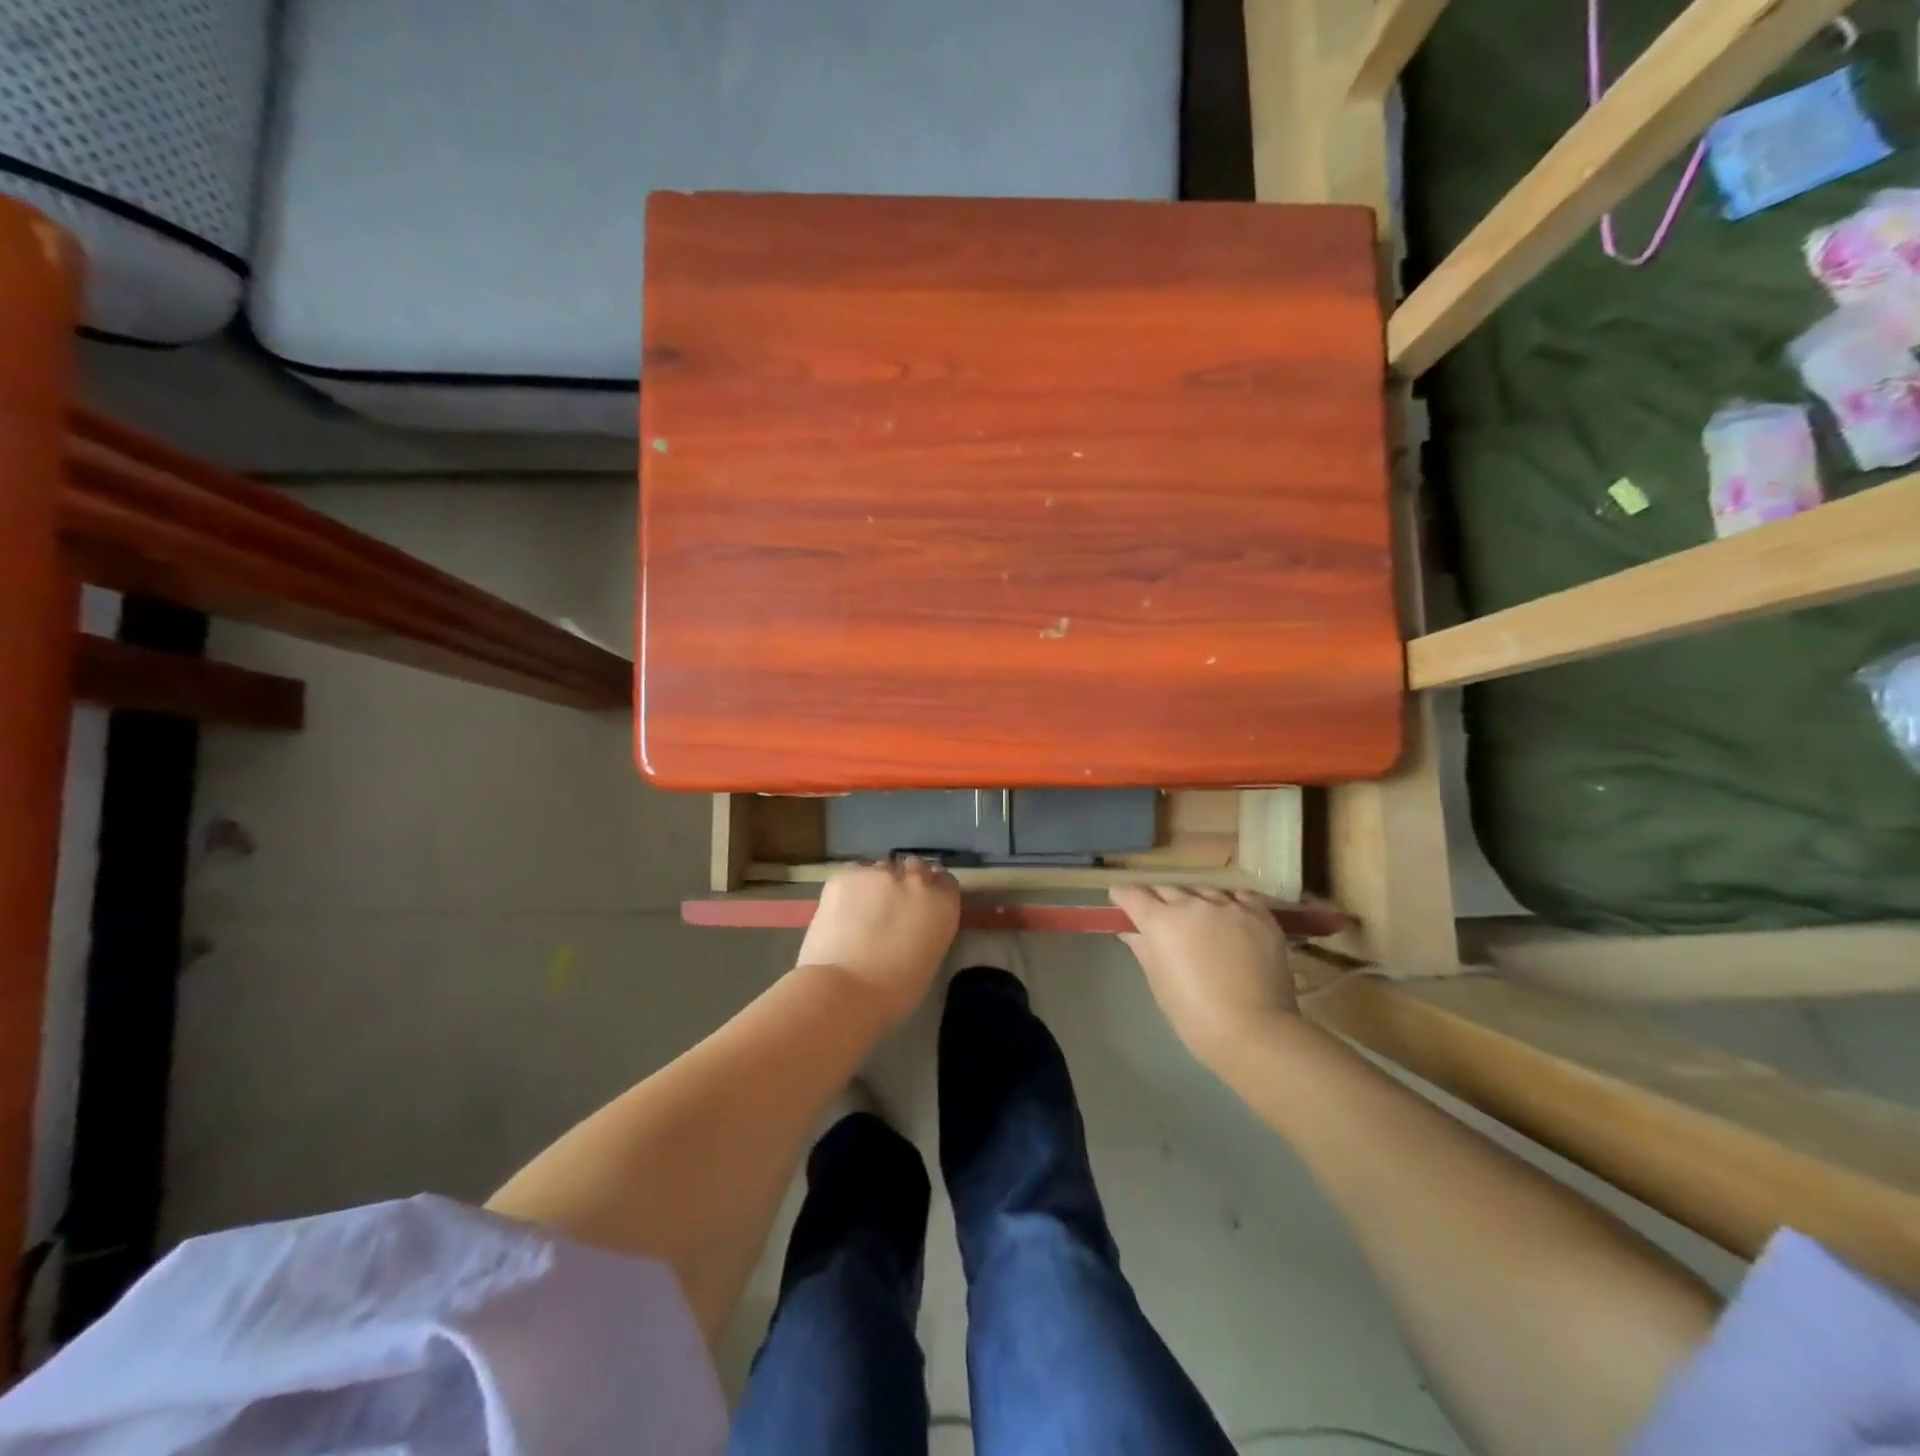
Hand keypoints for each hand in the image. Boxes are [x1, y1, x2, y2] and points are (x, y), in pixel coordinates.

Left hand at [798, 858, 959, 1025]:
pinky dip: (849, 890)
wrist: (845, 990)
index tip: (919, 906)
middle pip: (914, 868)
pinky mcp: (846, 876)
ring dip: (875, 885)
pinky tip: (840, 912)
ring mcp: (879, 873)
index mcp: (942, 904)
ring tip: (860, 912)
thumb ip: (926, 930)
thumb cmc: (894, 992)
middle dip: (904, 883)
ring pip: (880, 870)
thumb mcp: (928, 958)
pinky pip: (852, 876)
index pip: (945, 881)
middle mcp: (915, 880)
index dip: (931, 891)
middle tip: (888, 908)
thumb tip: (913, 924)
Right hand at [1110, 886, 1294, 1061]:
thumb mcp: (1159, 983)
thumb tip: (1130, 932)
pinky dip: (1230, 903)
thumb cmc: (1195, 1016)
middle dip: (1158, 900)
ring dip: (1194, 903)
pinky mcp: (1260, 915)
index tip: (1121, 902)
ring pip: (1202, 892)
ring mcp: (1229, 906)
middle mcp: (1192, 905)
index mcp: (1161, 922)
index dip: (1123, 896)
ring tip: (1199, 922)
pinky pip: (1240, 897)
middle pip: (1166, 889)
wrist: (1255, 1033)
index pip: (1132, 894)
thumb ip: (1143, 949)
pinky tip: (1231, 918)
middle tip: (1159, 917)